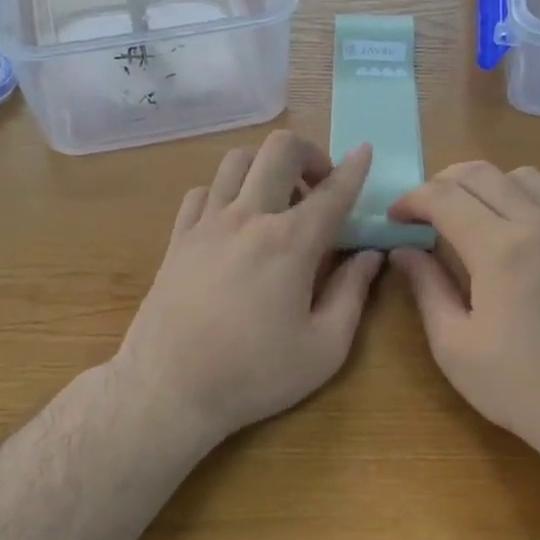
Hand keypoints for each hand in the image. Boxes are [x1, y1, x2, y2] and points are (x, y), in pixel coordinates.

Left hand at [115, 131, 382, 445]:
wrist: (170, 389)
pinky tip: (234, 221)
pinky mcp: (178, 239)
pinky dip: (225, 192)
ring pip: (236, 161)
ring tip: (277, 201)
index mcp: (290, 243)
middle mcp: (248, 218)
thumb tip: (369, 256)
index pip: (332, 192)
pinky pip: (201, 191)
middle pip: (279, 150)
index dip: (354, 169)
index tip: (365, 151)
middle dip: (309, 154)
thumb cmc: (255, 374)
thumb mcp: (324, 347)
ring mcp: (206, 224)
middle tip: (318, 188)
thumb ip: (352, 294)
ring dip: (265, 168)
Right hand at [388, 161, 539, 465]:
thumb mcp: (454, 346)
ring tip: (472, 220)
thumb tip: (404, 251)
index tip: (395, 218)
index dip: (412, 199)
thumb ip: (427, 288)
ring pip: (528, 181)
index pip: (445, 196)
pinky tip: (518, 257)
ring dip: (490, 187)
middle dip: (444, 181)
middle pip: (485, 173)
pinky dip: (525, 214)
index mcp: (500, 249)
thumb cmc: (518, 387)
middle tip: (424, 211)